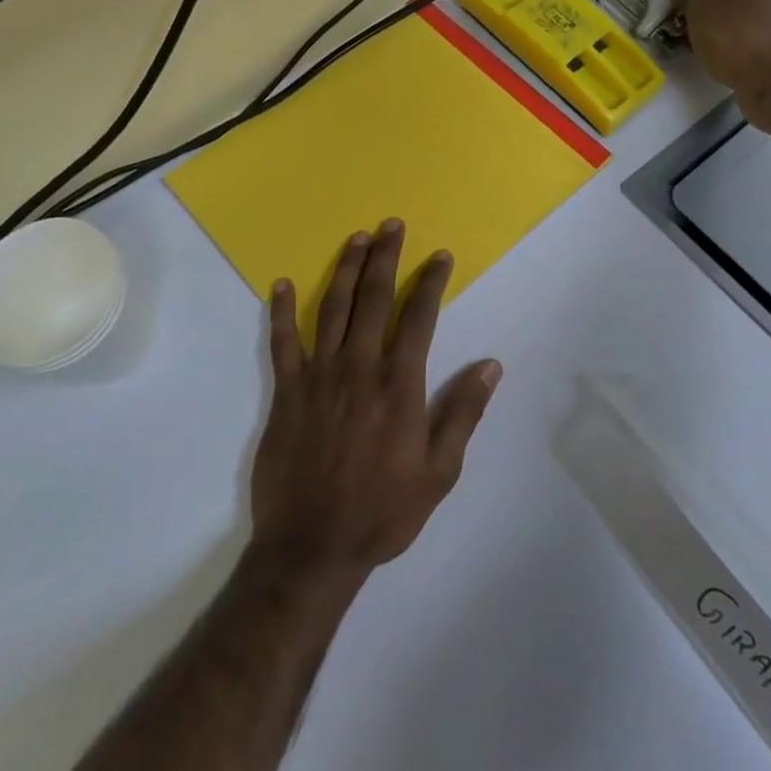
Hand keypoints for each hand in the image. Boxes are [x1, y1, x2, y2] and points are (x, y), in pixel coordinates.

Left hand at [251, 220, 501, 580]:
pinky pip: (282, 341)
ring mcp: (319, 374)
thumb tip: (489, 365)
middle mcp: (359, 366)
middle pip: (374, 298)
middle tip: (391, 225)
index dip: (430, 282)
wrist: (313, 545)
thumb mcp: (439, 471)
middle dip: (385, 257)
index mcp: (399, 383)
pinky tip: (281, 284)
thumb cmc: (383, 510)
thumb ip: (463, 413)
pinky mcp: (287, 390)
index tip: (440, 256)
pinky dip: (281, 310)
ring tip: (356, 238)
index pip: (419, 316)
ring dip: (345, 269)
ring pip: (332, 308)